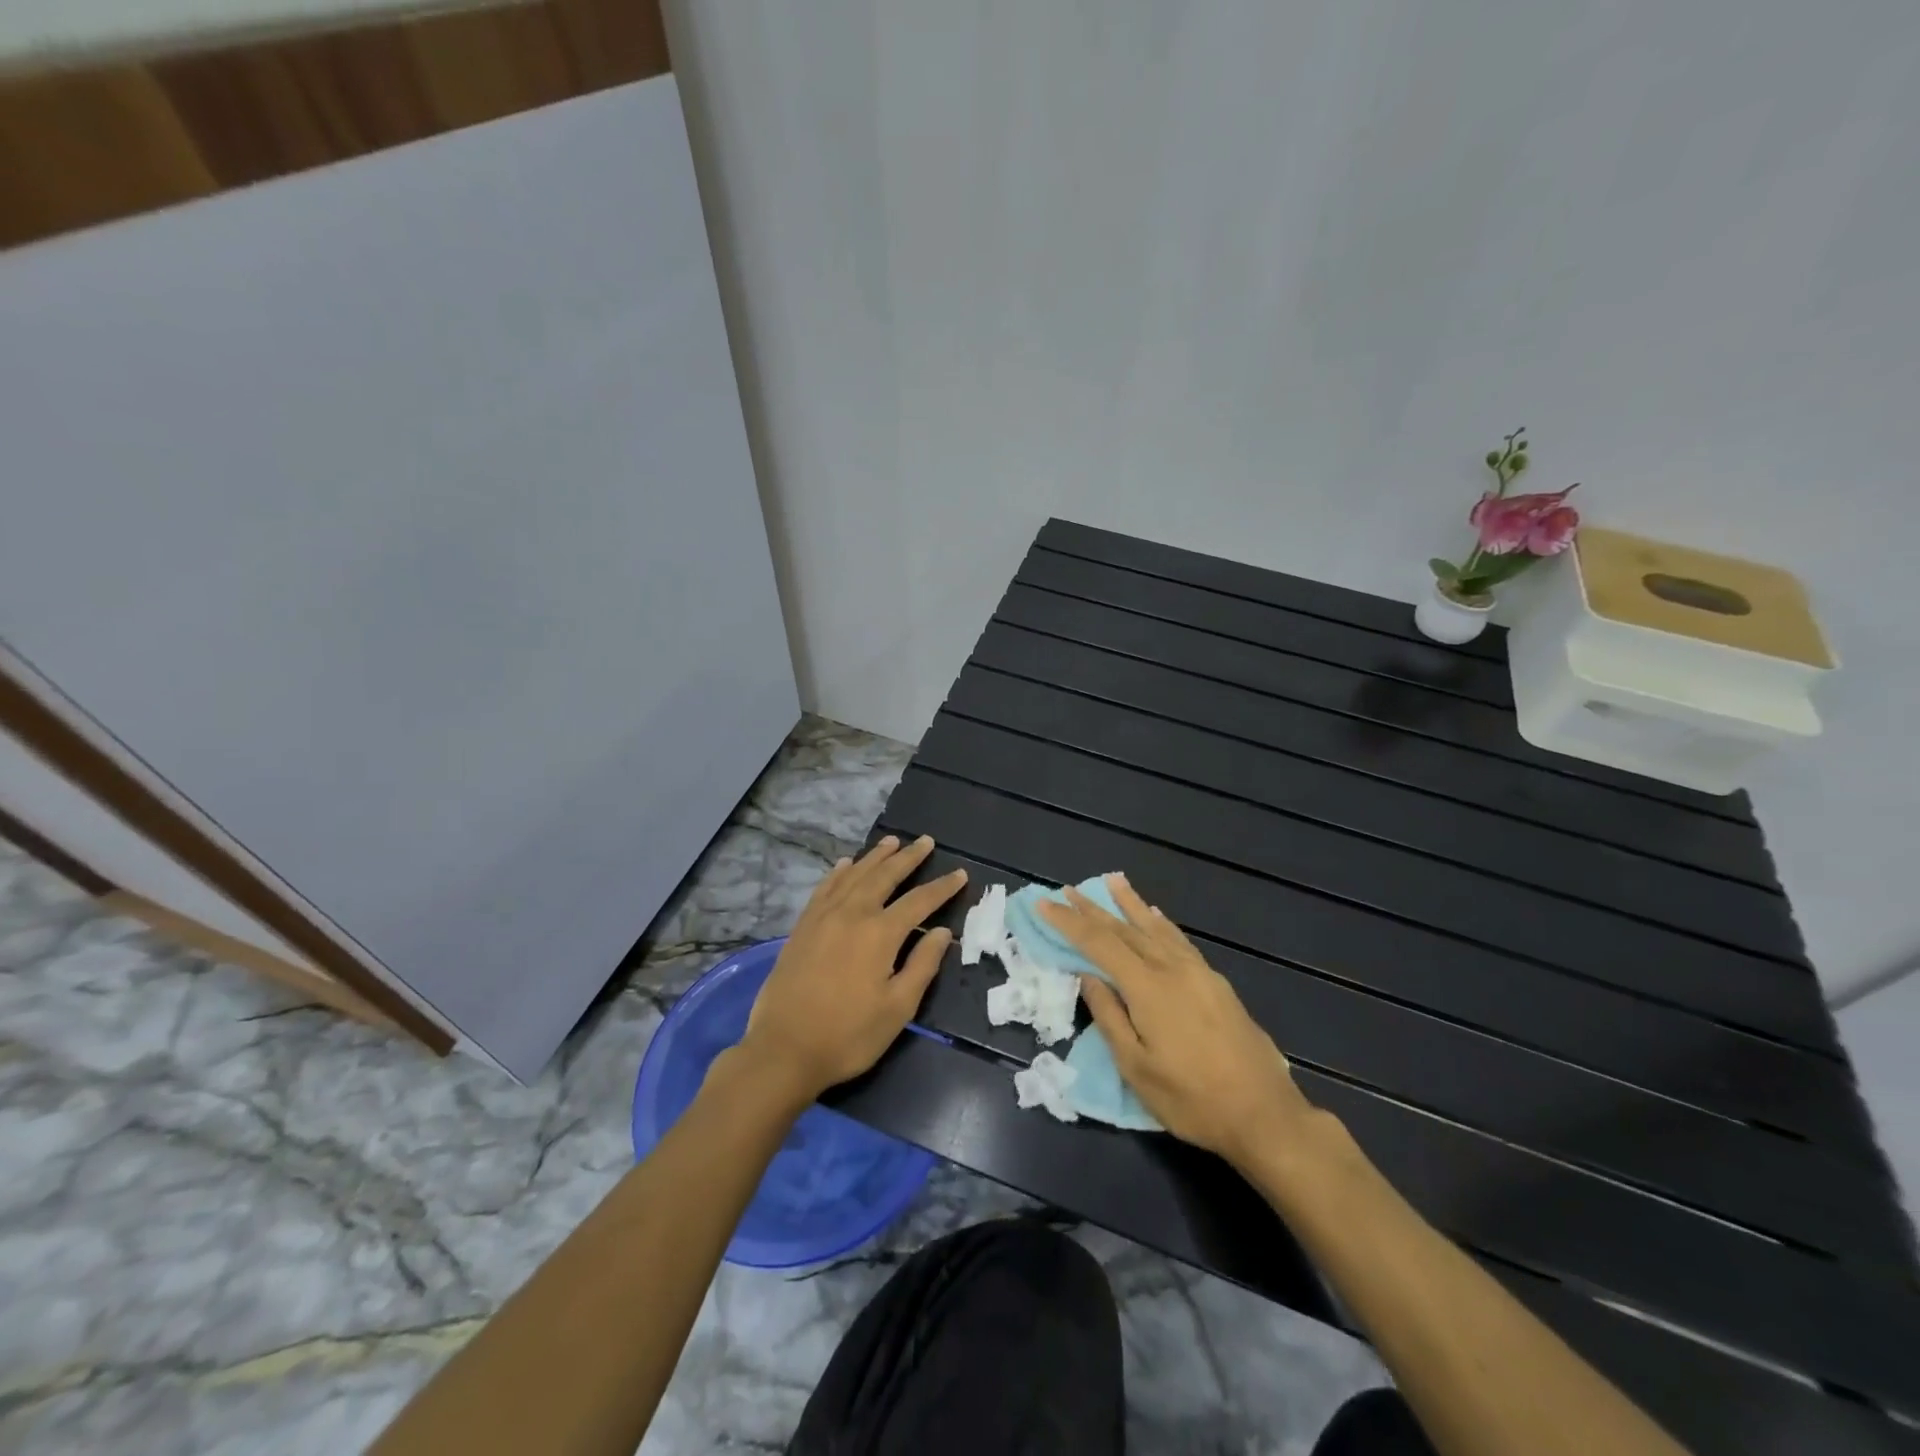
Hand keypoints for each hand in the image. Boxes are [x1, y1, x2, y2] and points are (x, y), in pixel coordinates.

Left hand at [738, 835, 966, 1103]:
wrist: (783, 1050)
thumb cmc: (848, 1035)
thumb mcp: (897, 1009)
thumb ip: (922, 965)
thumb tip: (941, 931)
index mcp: (880, 934)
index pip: (919, 901)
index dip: (942, 887)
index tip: (960, 873)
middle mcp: (852, 914)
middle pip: (885, 876)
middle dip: (908, 857)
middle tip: (926, 841)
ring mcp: (823, 917)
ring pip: (854, 875)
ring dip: (876, 856)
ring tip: (893, 841)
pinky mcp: (802, 926)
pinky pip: (825, 887)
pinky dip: (839, 872)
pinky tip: (846, 864)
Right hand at [1039, 875, 1310, 1165]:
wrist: (1264, 1114)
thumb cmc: (1191, 1099)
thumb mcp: (1137, 1068)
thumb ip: (1109, 1017)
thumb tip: (1088, 976)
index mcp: (1147, 988)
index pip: (1098, 944)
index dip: (1069, 923)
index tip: (1044, 904)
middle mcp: (1171, 968)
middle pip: (1125, 929)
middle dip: (1093, 909)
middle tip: (1068, 889)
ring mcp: (1198, 972)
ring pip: (1155, 927)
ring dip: (1129, 903)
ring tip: (1112, 880)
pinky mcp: (1215, 982)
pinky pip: (1179, 940)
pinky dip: (1161, 923)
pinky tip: (1155, 915)